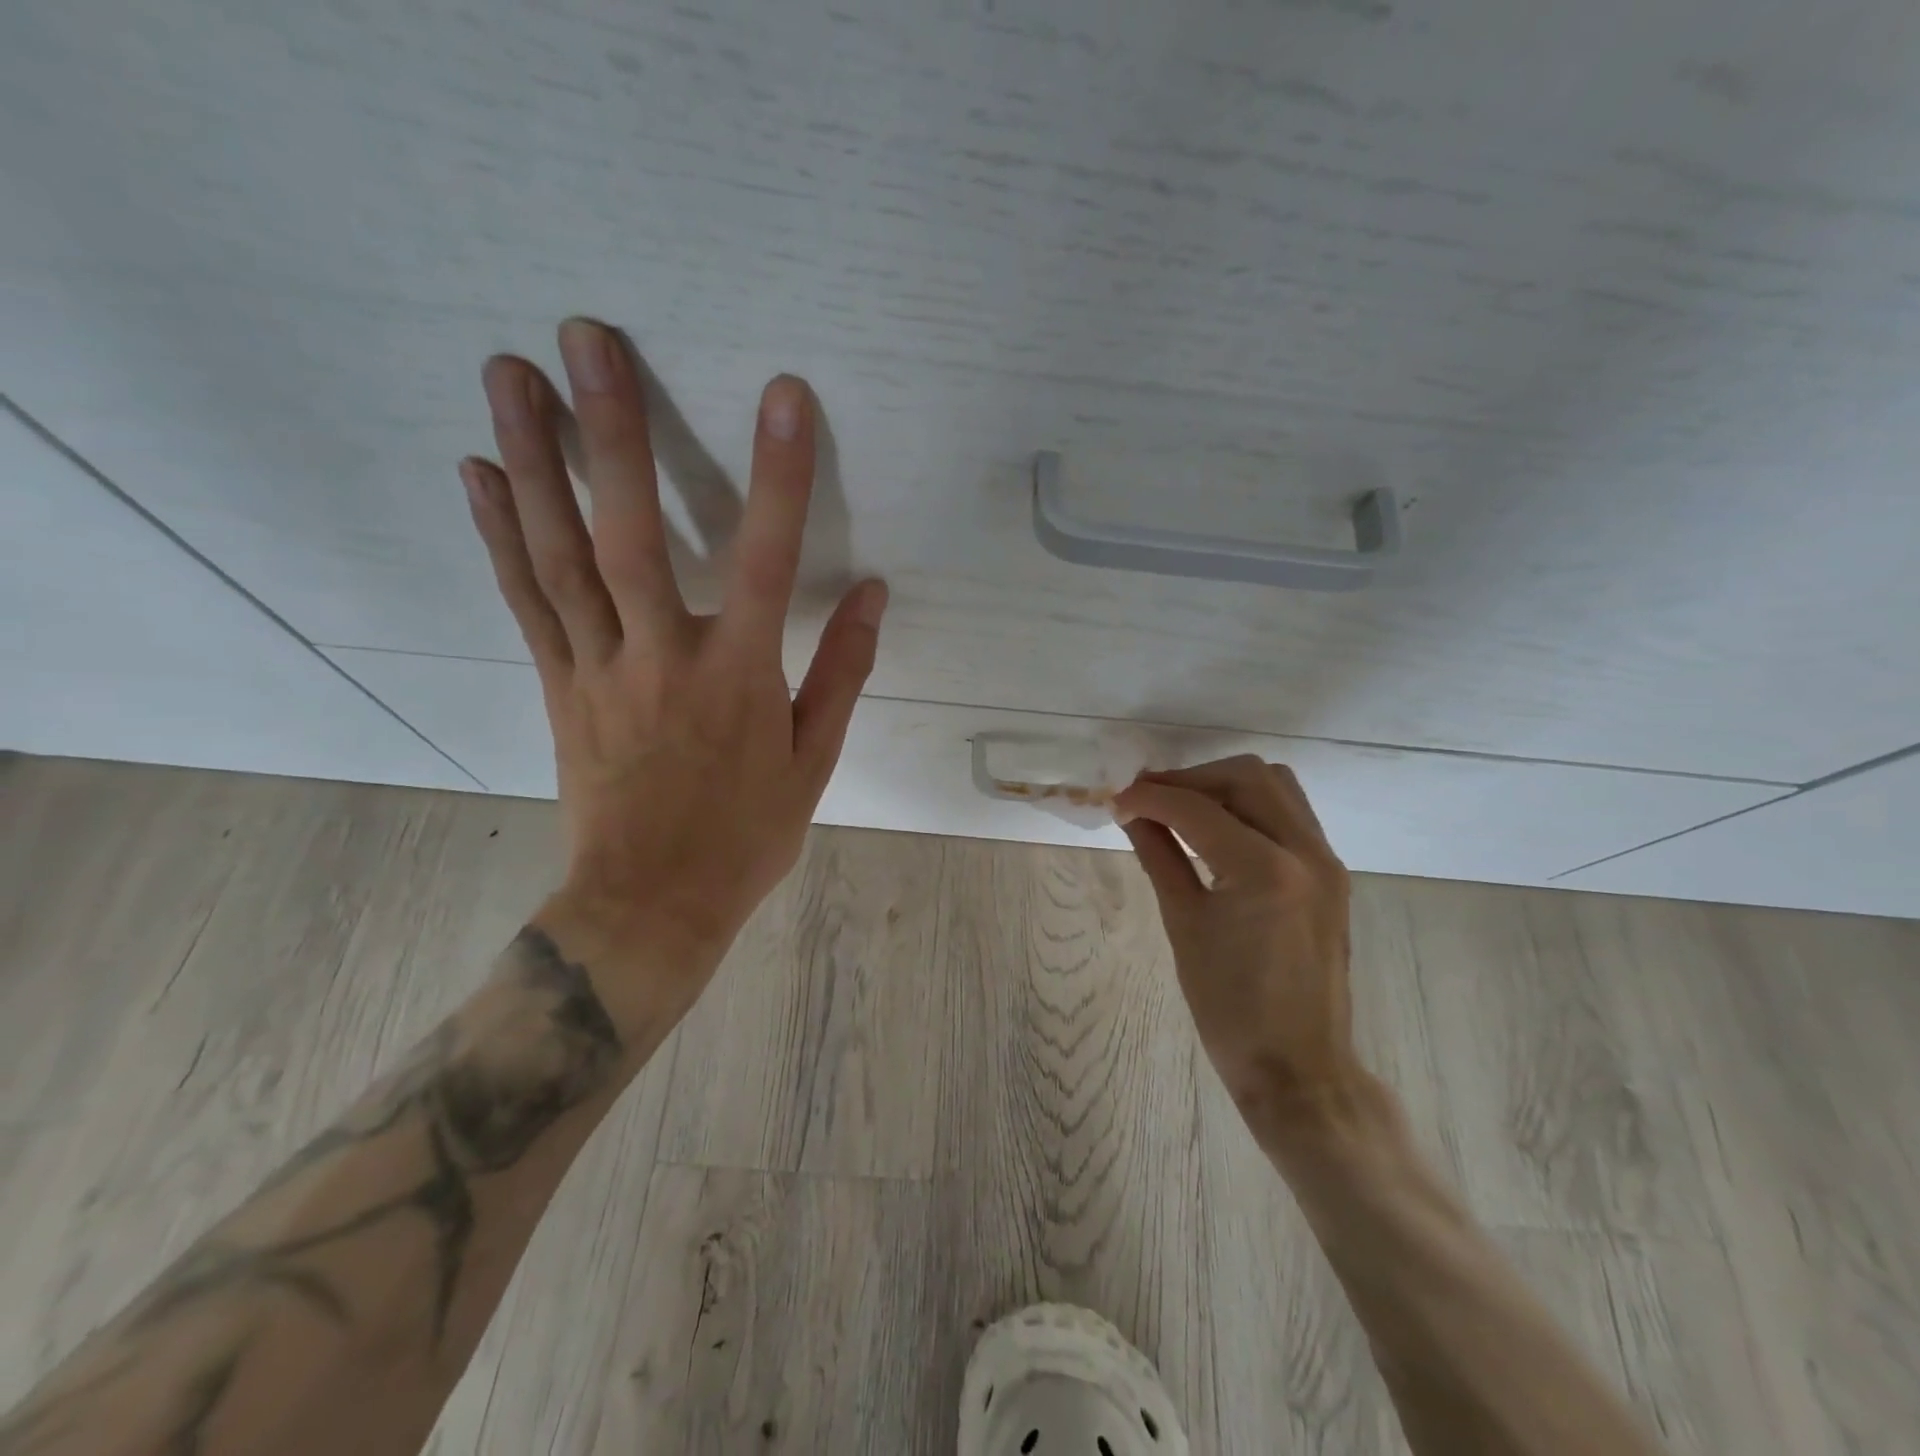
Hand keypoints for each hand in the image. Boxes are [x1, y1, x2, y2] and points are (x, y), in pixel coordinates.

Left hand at [462, 318, 885, 1018]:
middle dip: (608, 431)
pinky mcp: (560, 685)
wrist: (651, 904)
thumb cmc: (745, 835)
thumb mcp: (815, 761)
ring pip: (560, 555)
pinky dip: (501, 535)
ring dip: (532, 460)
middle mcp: (662, 656)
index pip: (768, 558)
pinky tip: (481, 474)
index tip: (784, 397)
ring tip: (507, 374)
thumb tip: (874, 594)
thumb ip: (843, 671)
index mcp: (739, 676)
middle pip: (630, 533)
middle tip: (583, 339)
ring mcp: (599, 668)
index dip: (780, 475)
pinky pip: (528, 601)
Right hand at [1113, 756, 1362, 1133]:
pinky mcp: (1331, 873)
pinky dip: (1249, 805)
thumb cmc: (1228, 1007)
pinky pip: (1289, 813)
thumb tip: (1131, 814)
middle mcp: (1306, 851)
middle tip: (1147, 798)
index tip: (1116, 802)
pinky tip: (1217, 828)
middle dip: (1189, 779)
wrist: (1297, 1066)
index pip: (1197, 808)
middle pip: (1246, 776)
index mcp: (1265, 870)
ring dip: (1223, 784)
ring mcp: (1326, 860)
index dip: (1150, 797)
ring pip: (1274, 786)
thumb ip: (1159, 856)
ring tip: (1181, 807)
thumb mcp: (1183, 925)